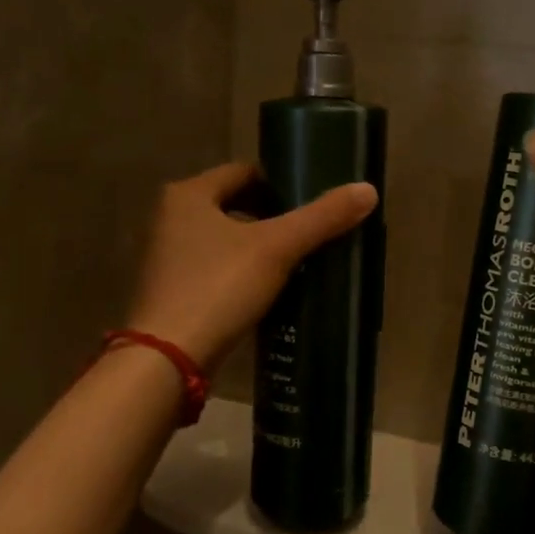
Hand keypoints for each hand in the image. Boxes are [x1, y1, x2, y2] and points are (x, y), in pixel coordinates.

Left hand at [127, 163, 378, 368]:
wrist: (168, 360)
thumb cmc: (218, 288)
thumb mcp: (278, 249)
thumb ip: (322, 218)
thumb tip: (368, 190)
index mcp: (188, 195)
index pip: (244, 172)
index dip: (281, 184)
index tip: (313, 204)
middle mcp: (169, 218)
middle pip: (234, 205)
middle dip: (272, 218)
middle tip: (310, 234)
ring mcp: (166, 258)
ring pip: (224, 240)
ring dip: (257, 247)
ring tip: (296, 263)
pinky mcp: (171, 292)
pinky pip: (215, 269)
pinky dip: (241, 274)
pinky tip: (268, 292)